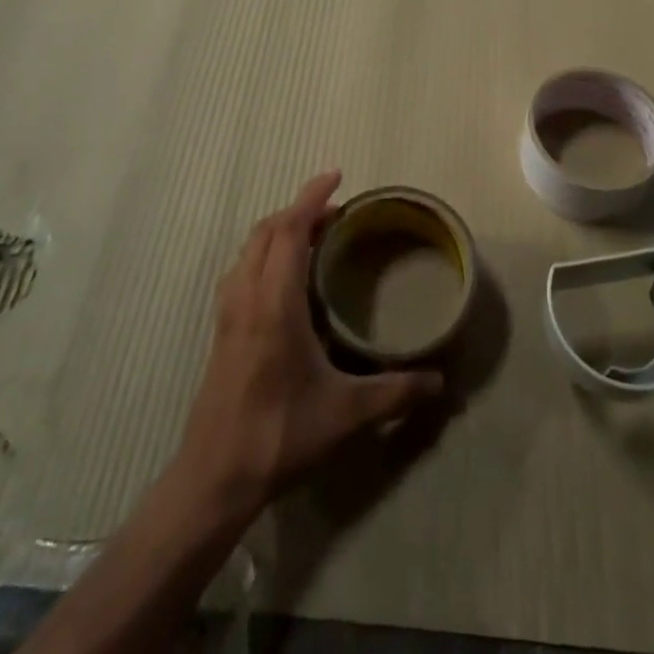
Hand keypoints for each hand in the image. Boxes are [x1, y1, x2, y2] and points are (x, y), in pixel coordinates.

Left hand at [178, 172, 443, 514]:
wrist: (214, 477)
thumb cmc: (279, 435)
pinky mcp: (221, 330)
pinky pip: (242, 270)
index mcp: (274, 303)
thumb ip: (395, 392)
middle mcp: (247, 296)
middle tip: (335, 211)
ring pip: (249, 248)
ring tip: (312, 236)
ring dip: (279, 230)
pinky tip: (284, 278)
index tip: (336, 175)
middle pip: (266, 230)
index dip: (311, 197)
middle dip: (298, 209)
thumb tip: (440, 381)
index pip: (288, 230)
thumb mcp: (346, 414)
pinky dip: (264, 253)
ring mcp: (228, 313)